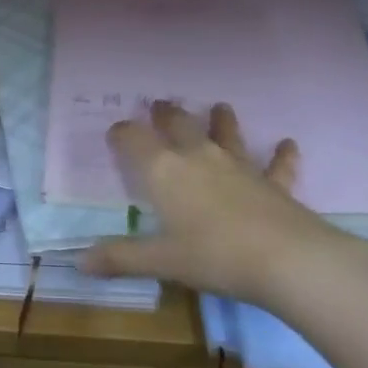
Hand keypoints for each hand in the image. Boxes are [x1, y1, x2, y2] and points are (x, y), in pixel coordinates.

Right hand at [79, 101, 367, 307]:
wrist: (287, 259)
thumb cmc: (213, 256)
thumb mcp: (160, 261)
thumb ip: (120, 258)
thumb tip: (80, 262)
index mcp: (164, 171)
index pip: (134, 139)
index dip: (122, 133)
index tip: (115, 131)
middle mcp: (199, 158)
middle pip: (179, 125)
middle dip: (166, 115)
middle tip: (160, 105)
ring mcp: (239, 167)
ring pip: (226, 135)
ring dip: (221, 120)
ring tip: (219, 107)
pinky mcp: (273, 183)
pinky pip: (277, 165)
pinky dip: (281, 155)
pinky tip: (288, 144)